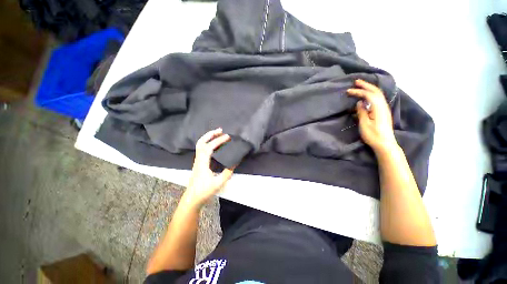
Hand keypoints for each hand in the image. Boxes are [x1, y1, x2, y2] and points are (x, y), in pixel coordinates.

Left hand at [182, 128, 233, 208]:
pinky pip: (201, 149)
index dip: (218, 141)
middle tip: (220, 130)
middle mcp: (198, 159)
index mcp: (202, 163)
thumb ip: (227, 173)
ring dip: (208, 137)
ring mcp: (197, 161)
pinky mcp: (198, 163)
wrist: (192, 198)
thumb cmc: (204, 191)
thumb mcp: (218, 183)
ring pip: (200, 145)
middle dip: (210, 134)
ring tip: (217, 133)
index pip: (209, 148)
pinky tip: (213, 144)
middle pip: (201, 142)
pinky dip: (207, 142)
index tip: (228, 137)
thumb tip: (234, 163)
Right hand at [347, 79, 397, 152]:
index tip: (349, 91)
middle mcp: (383, 106)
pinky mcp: (383, 112)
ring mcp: (384, 108)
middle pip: (376, 91)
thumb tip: (360, 102)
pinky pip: (378, 98)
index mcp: (378, 108)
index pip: (369, 95)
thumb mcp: (364, 124)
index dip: (359, 91)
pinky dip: (371, 94)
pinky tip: (366, 95)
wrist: (385, 143)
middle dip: (366, 85)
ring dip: (369, 88)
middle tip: (356, 81)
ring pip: (378, 94)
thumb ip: (362, 112)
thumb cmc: (373, 135)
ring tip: (360, 86)